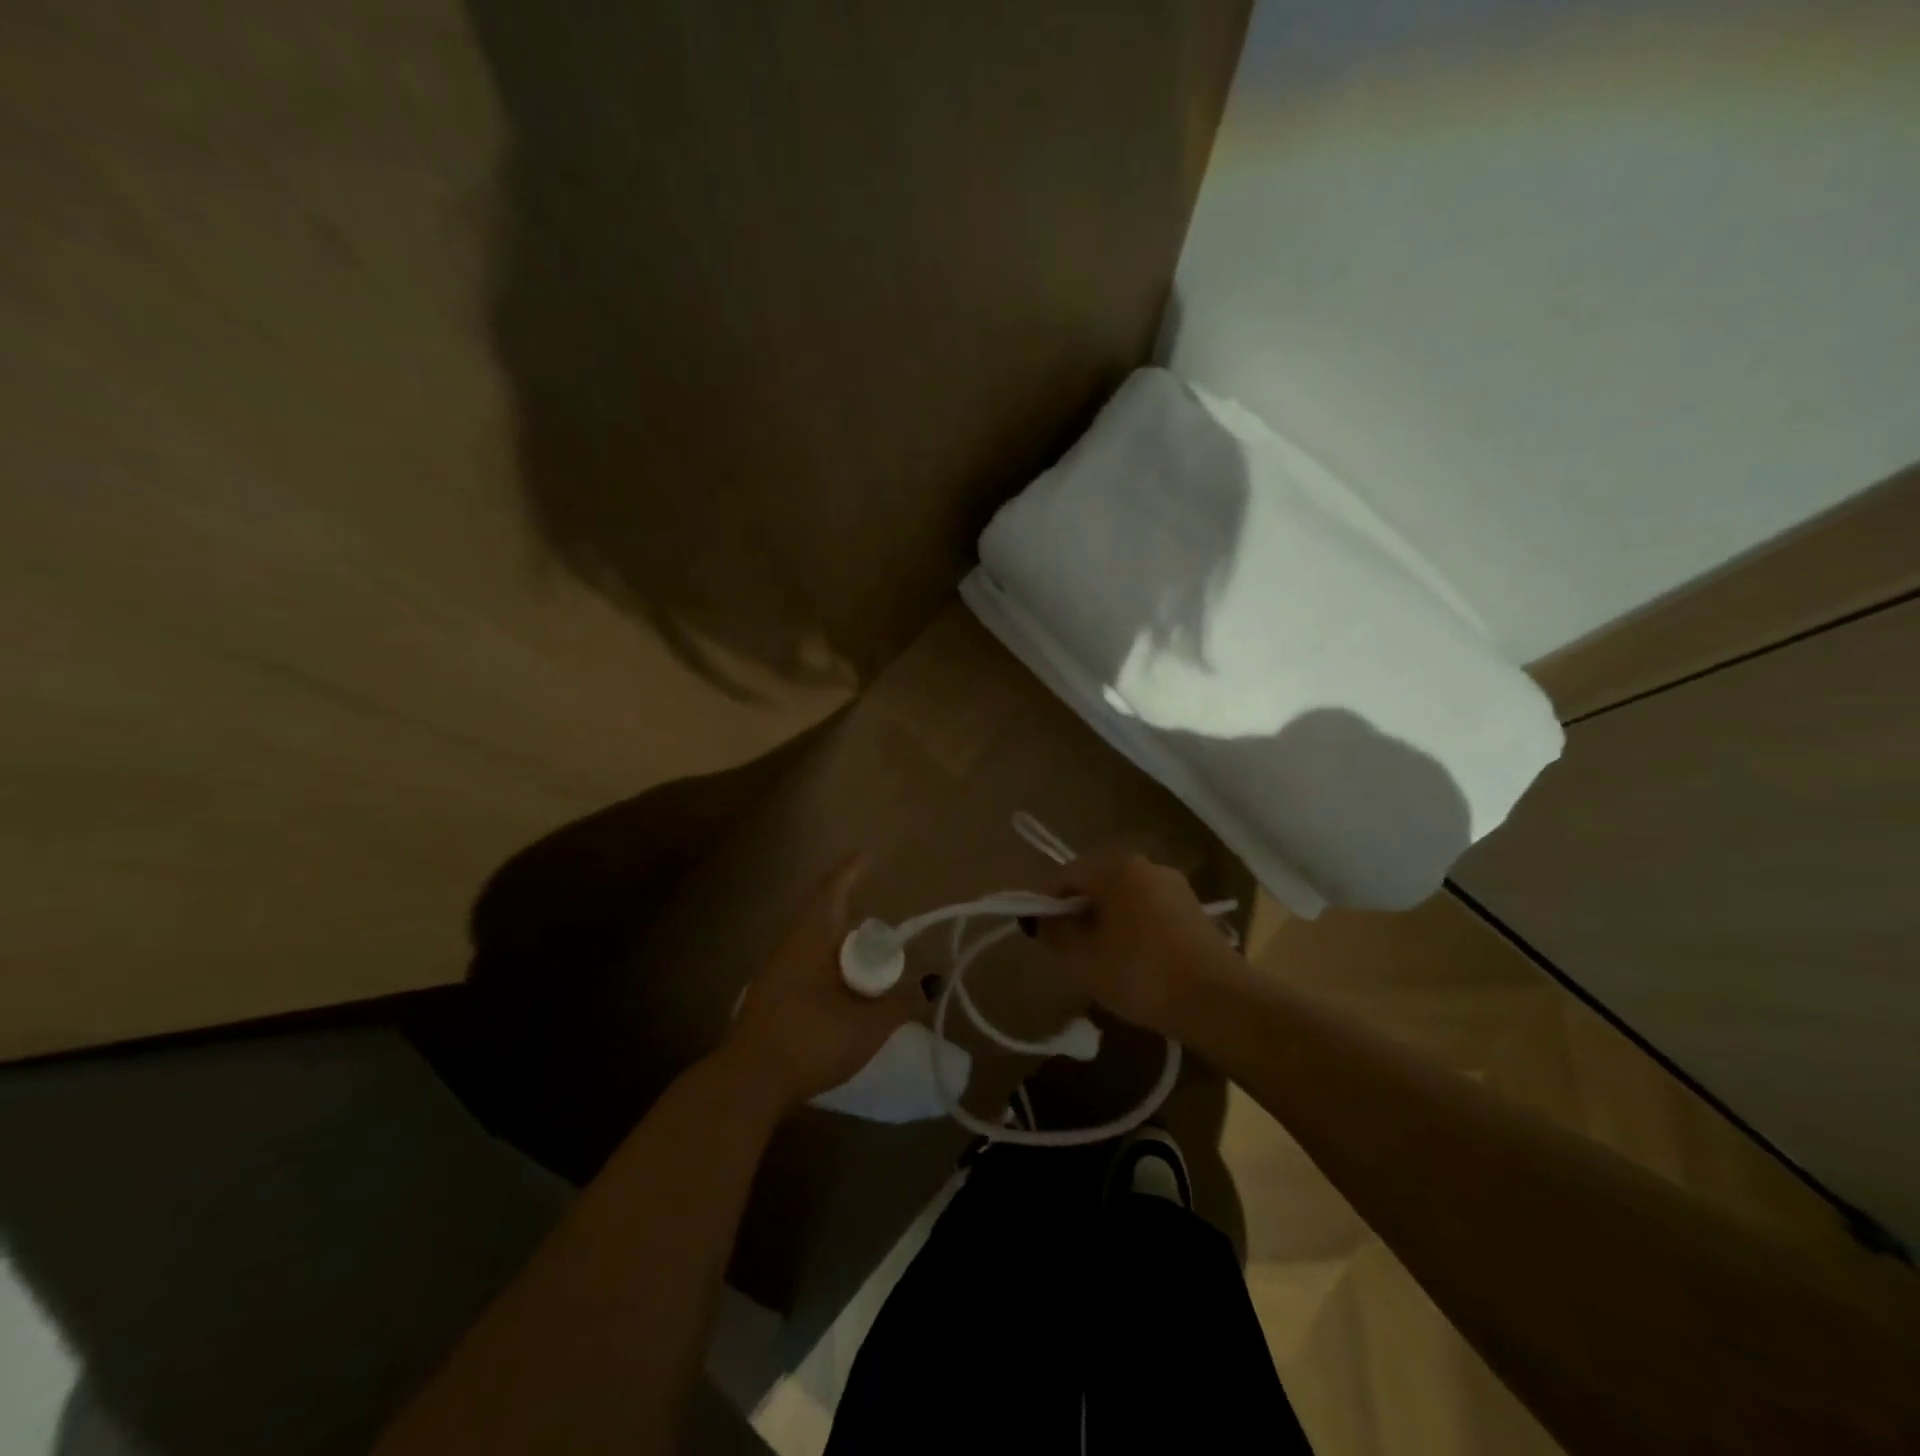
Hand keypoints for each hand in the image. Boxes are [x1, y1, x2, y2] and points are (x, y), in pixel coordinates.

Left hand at [723, 854, 918, 1111]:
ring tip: (869, 973)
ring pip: (815, 949)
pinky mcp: (769, 1000)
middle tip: (884, 940)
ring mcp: (774, 974)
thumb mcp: (867, 1025)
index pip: (833, 891)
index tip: (868, 855)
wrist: (747, 1084)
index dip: (851, 871)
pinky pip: (806, 971)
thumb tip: (928, 983)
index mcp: (810, 939)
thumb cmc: (810, 1041)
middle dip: (853, 923)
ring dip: (842, 954)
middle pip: (824, 920)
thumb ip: (901, 1002)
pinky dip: (829, 974)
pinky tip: (843, 999)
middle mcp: (789, 947)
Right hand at [1033, 849, 1240, 1035]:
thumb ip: (1054, 934)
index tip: (1038, 933)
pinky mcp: (1193, 910)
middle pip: (1095, 882)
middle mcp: (1145, 866)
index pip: (1065, 875)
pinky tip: (1133, 962)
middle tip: (1066, 949)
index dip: (1045, 902)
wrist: (1219, 1002)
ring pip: (1123, 897)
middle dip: (1075, 911)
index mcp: (1116, 868)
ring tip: (1099, 959)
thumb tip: (1040, 920)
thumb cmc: (1141, 974)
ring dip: (1104, 920)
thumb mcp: (1083, 959)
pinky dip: (1131, 927)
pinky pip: (1147, 910)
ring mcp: (1173, 886)